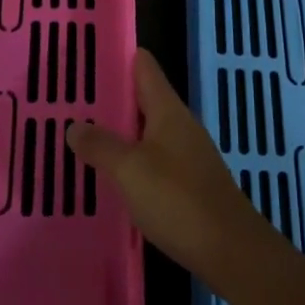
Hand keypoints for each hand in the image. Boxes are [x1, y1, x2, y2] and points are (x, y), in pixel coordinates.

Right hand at [67, 49, 272, 284]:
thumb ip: (101, 145)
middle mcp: (180, 125)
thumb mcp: (130, 170)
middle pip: (145, 98)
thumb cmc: (178, 199)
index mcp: (168, 110)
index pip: (145, 67)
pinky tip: (114, 173)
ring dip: (121, 130)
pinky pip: (154, 158)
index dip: (120, 57)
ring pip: (148, 131)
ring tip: (85, 133)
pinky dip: (132, 158)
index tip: (88, 54)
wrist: (230, 250)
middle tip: (74, 98)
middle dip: (113, 97)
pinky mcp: (189, 183)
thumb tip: (74, 124)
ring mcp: (188, 154)